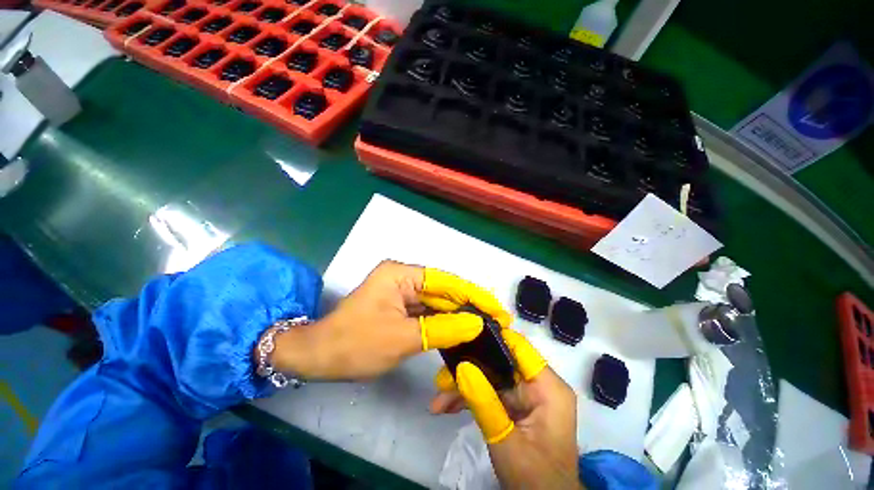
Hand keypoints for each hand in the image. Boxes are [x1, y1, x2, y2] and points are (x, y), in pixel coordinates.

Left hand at [270, 260, 511, 379]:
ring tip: (485, 326)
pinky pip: (427, 313)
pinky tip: (461, 331)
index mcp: (401, 274)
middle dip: (468, 305)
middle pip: (443, 291)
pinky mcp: (400, 307)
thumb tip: (476, 324)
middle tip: (496, 319)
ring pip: (436, 303)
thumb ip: (442, 329)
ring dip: (458, 315)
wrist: (319, 358)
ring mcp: (401, 293)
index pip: (445, 281)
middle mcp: (403, 278)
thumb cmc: (356, 344)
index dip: (473, 294)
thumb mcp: (402, 338)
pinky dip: (443, 322)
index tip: (496, 308)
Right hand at [431, 330, 580, 489]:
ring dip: (464, 386)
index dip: (491, 336)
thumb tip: (462, 366)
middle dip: (468, 369)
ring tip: (438, 400)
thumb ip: (484, 403)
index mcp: (547, 387)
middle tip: (441, 378)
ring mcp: (525, 395)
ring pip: (490, 377)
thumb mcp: (506, 441)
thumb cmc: (535, 479)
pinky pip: (490, 393)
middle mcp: (537, 384)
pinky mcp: (515, 405)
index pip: (518, 347)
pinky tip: (447, 407)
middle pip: (498, 362)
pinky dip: (469, 398)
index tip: (462, 334)